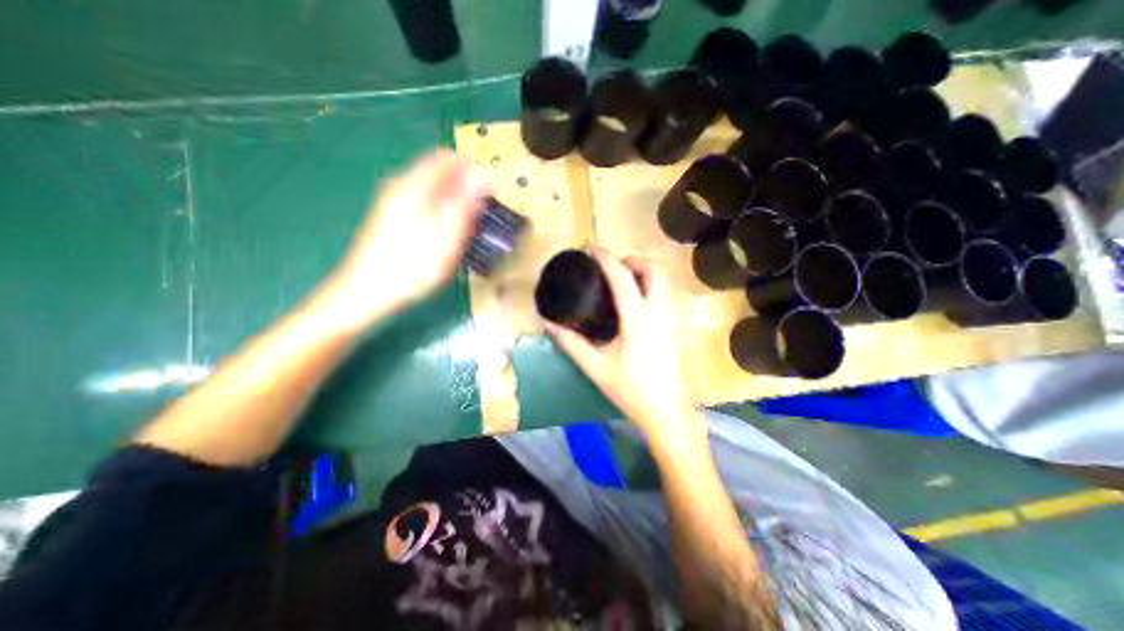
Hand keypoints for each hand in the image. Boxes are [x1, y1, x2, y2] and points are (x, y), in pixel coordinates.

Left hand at [318, 150, 489, 328]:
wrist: (365, 294)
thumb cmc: (409, 269)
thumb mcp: (444, 238)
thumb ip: (463, 205)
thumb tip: (483, 176)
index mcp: (413, 187)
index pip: (447, 159)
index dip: (472, 171)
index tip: (487, 195)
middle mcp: (402, 188)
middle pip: (440, 174)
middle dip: (464, 191)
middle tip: (476, 220)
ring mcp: (395, 204)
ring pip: (434, 192)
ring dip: (454, 206)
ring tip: (463, 233)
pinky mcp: (393, 220)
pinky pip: (425, 207)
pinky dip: (441, 217)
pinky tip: (445, 239)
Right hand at [545, 250, 698, 445]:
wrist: (666, 411)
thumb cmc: (630, 390)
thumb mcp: (595, 367)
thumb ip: (570, 342)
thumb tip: (548, 322)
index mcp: (638, 320)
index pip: (623, 278)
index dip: (606, 258)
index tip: (591, 248)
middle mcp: (658, 313)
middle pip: (653, 270)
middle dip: (632, 260)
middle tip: (610, 266)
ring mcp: (670, 318)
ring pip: (663, 280)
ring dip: (642, 270)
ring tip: (620, 278)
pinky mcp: (674, 325)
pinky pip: (664, 292)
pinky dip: (649, 284)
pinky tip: (634, 298)